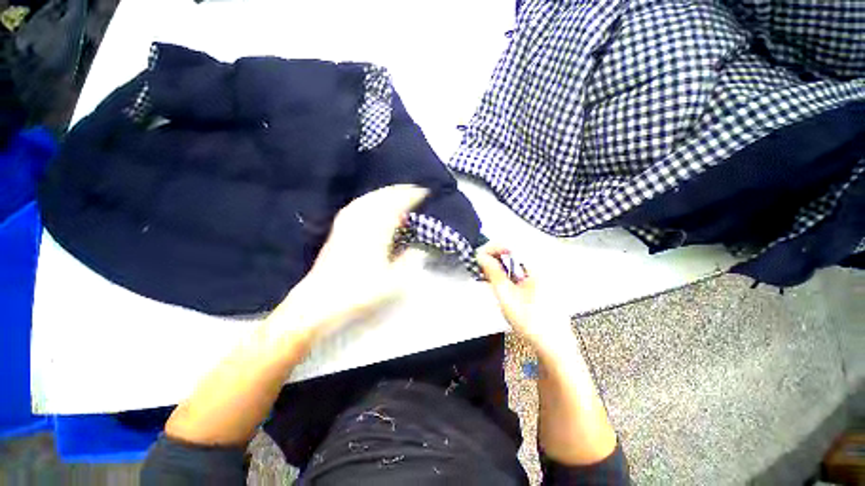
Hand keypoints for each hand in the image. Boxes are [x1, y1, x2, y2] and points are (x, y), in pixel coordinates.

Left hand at [270, 185, 428, 341]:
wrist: (319, 301)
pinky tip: (368, 202)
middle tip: (412, 189)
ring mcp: (347, 226)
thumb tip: (420, 250)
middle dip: (398, 191)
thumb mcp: (392, 284)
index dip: (410, 197)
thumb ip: (408, 264)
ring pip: (367, 200)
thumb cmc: (358, 293)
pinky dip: (366, 200)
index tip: (422, 192)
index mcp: (376, 234)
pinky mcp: (338, 231)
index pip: (396, 207)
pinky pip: (354, 207)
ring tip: (395, 192)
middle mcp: (361, 224)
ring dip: (383, 193)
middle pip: (381, 199)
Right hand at [476, 243, 574, 352]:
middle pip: (514, 251)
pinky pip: (521, 270)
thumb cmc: (531, 322)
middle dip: (495, 257)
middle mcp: (542, 266)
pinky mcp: (542, 282)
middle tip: (481, 267)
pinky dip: (508, 273)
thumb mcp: (506, 296)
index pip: (512, 245)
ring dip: (500, 265)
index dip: (492, 247)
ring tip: (487, 276)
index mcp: (537, 266)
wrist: (554, 346)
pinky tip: (500, 282)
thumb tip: (481, 256)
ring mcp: (543, 274)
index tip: (479, 256)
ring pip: (516, 261)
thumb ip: (493, 273)